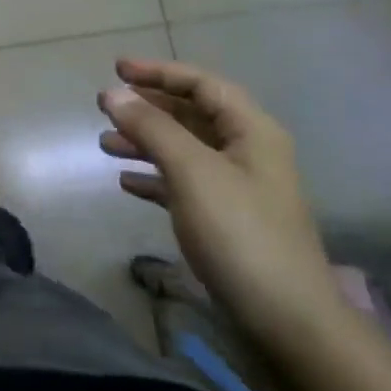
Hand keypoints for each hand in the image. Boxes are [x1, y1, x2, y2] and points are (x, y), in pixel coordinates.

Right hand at [98, 58, 345, 351]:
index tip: (116, 70)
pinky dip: (154, 177)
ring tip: (105, 145)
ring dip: (145, 142)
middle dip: (147, 108)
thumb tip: (112, 93)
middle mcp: (247, 153)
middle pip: (192, 115)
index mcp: (251, 131)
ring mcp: (237, 188)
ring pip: (184, 149)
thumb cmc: (240, 233)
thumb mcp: (192, 171)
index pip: (203, 84)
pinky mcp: (225, 221)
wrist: (286, 320)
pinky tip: (126, 184)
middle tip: (104, 106)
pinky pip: (183, 183)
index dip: (160, 72)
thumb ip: (151, 128)